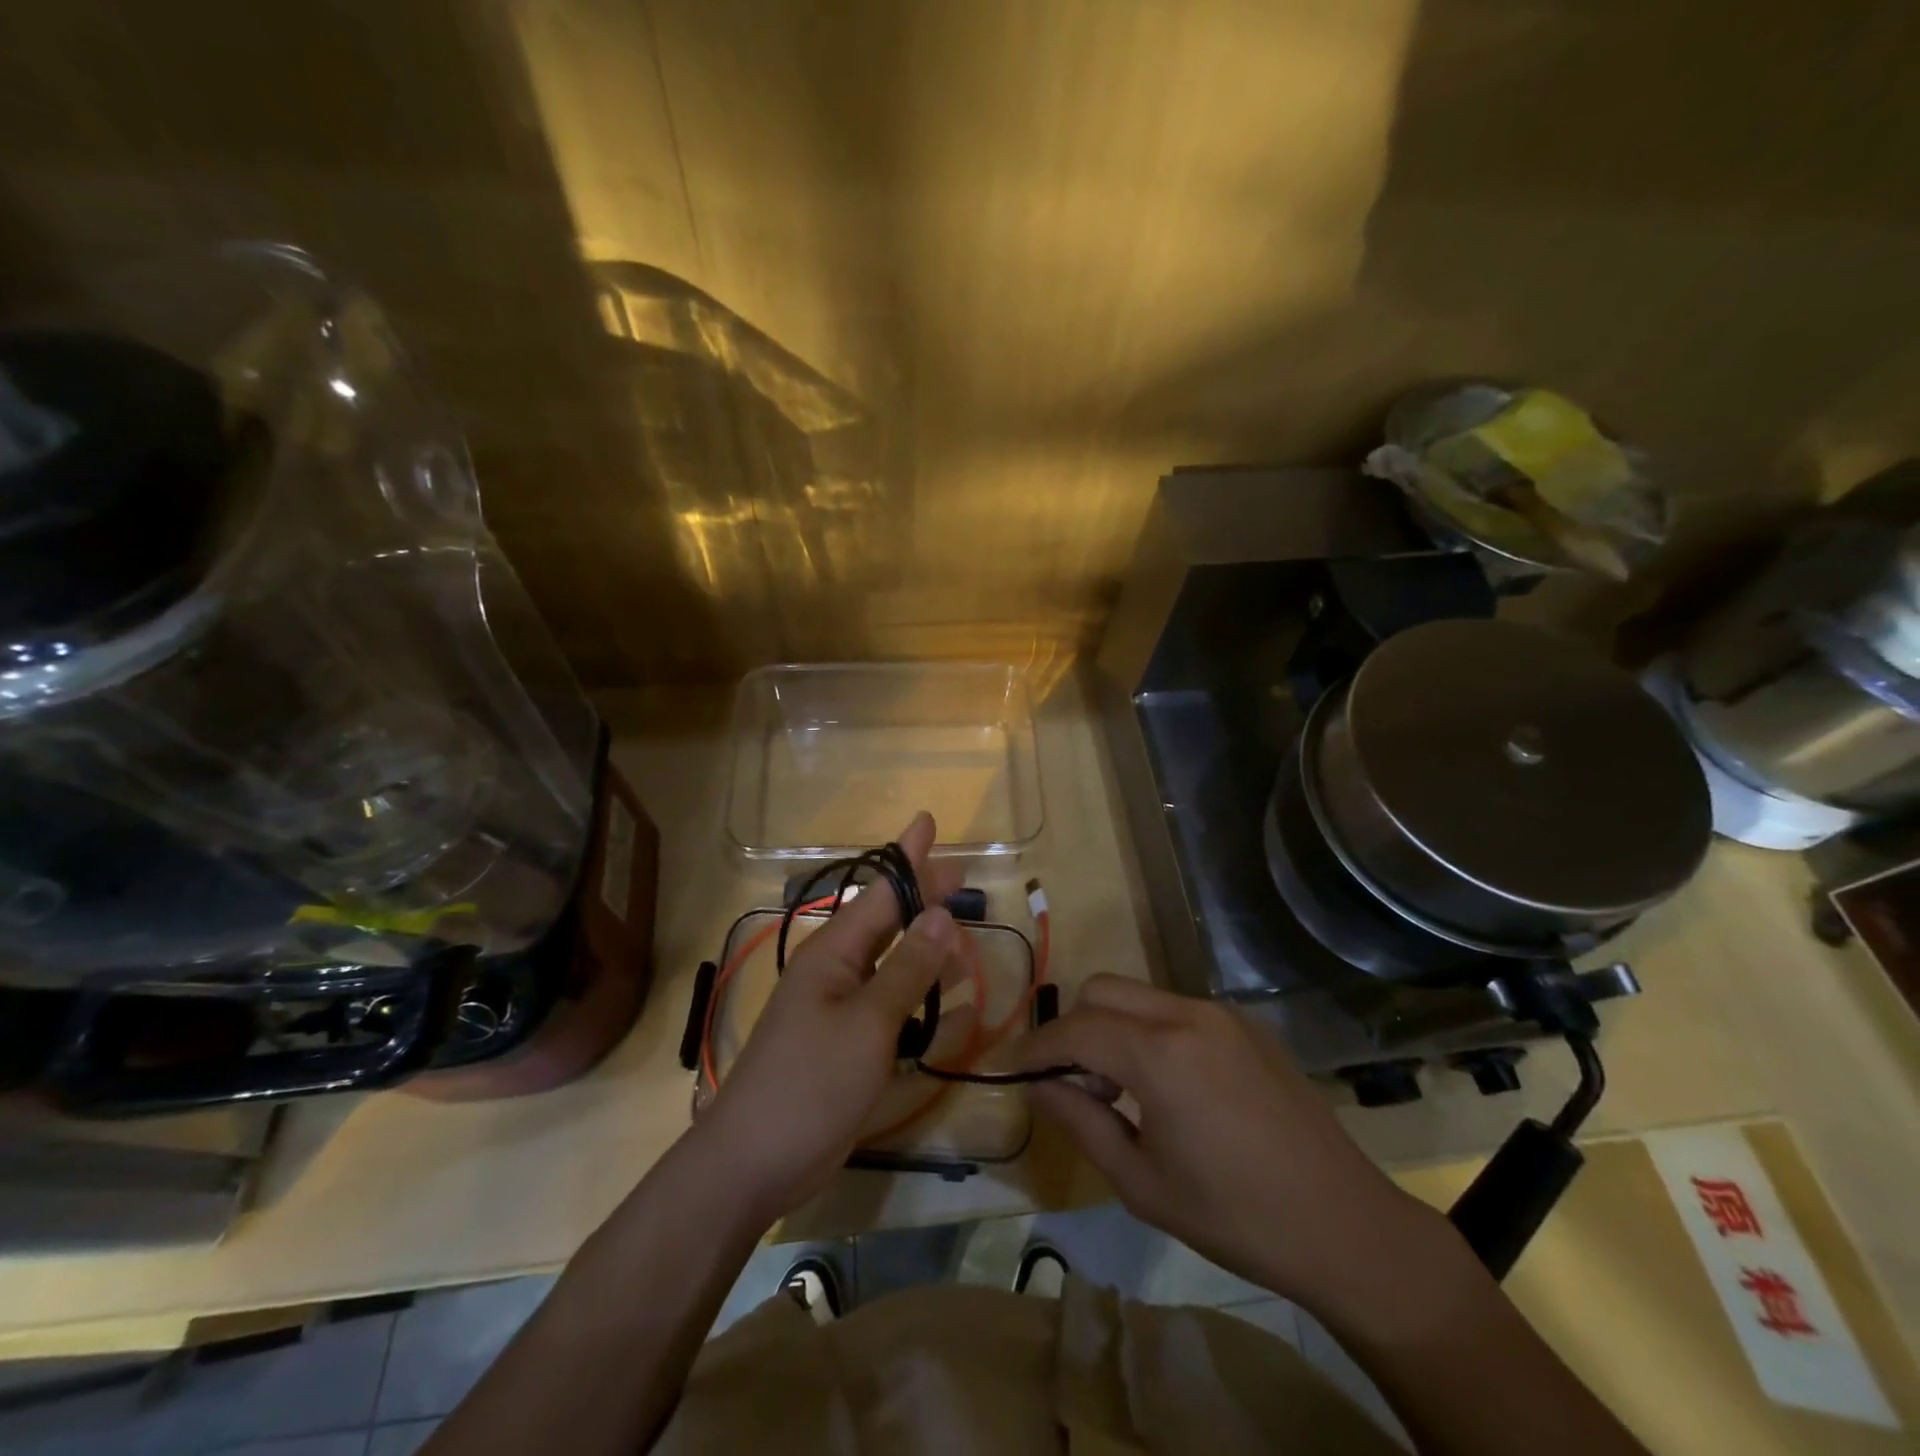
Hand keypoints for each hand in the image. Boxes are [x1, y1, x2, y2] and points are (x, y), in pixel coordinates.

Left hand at [698, 812, 958, 1223]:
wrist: (753, 1162)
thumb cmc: (810, 1083)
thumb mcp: (868, 1023)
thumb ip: (908, 968)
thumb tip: (941, 912)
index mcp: (835, 952)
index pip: (881, 891)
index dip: (908, 856)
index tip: (927, 821)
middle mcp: (837, 970)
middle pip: (889, 921)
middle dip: (923, 897)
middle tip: (960, 875)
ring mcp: (839, 1008)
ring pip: (892, 963)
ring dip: (927, 949)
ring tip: (964, 938)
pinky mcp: (846, 1043)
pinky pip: (890, 1005)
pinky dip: (920, 997)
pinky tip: (948, 1002)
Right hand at [1015, 974, 1454, 1310]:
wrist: (1346, 1226)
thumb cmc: (1235, 1217)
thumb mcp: (1142, 1182)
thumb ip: (1081, 1122)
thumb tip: (1039, 1086)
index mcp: (1160, 1054)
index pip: (1074, 1030)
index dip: (1036, 1048)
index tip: (1011, 1069)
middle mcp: (1187, 1014)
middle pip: (1102, 991)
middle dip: (1073, 1028)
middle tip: (1072, 1083)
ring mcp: (1221, 1013)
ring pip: (1138, 995)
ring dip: (1110, 1026)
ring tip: (1118, 1088)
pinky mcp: (1245, 1024)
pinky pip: (1174, 1008)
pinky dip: (1148, 1030)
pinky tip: (1165, 1084)